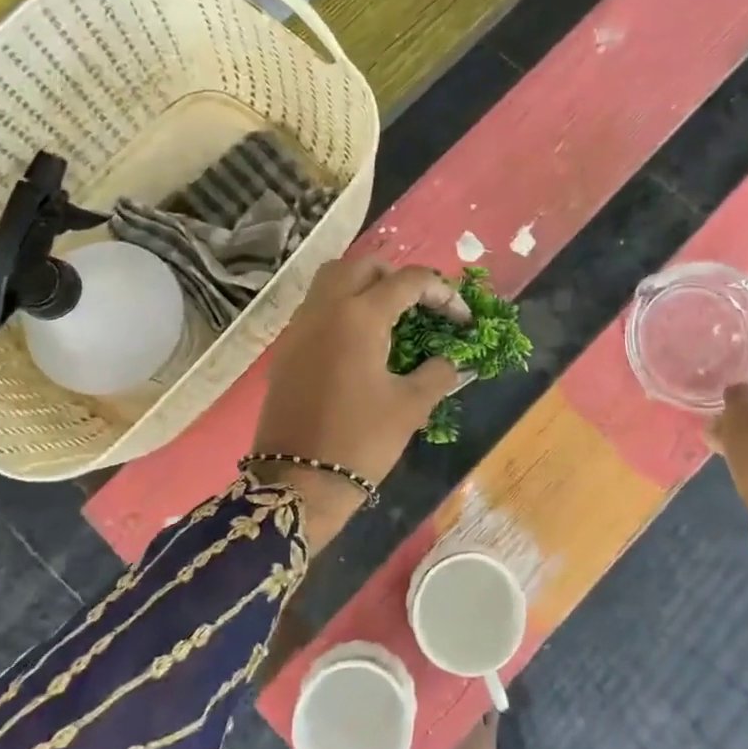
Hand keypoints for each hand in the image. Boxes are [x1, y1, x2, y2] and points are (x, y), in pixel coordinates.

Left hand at [251, 259, 467, 548]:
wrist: (298, 482)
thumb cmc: (360, 441)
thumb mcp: (410, 407)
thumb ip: (437, 374)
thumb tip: (451, 361)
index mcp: (359, 316)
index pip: (408, 281)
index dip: (442, 293)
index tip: (461, 320)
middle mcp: (325, 309)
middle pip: (363, 266)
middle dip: (397, 277)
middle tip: (420, 306)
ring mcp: (299, 326)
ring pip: (332, 280)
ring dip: (364, 286)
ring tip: (390, 317)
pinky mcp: (286, 348)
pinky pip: (316, 308)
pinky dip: (341, 308)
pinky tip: (359, 342)